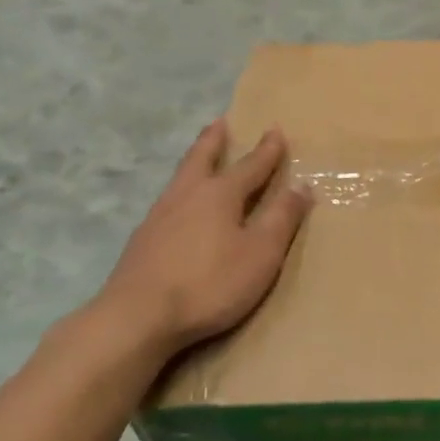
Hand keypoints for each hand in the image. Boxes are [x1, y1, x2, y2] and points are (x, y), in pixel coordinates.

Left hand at [94, 122, 312, 357]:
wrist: (137, 318)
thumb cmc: (210, 283)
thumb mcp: (261, 252)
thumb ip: (282, 218)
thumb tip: (302, 185)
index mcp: (220, 195)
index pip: (250, 166)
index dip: (267, 151)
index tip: (276, 130)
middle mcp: (187, 196)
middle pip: (202, 158)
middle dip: (215, 141)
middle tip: (220, 122)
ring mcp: (159, 217)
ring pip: (180, 178)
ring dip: (194, 162)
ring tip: (200, 158)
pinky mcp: (142, 241)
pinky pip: (168, 202)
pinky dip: (181, 192)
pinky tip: (179, 207)